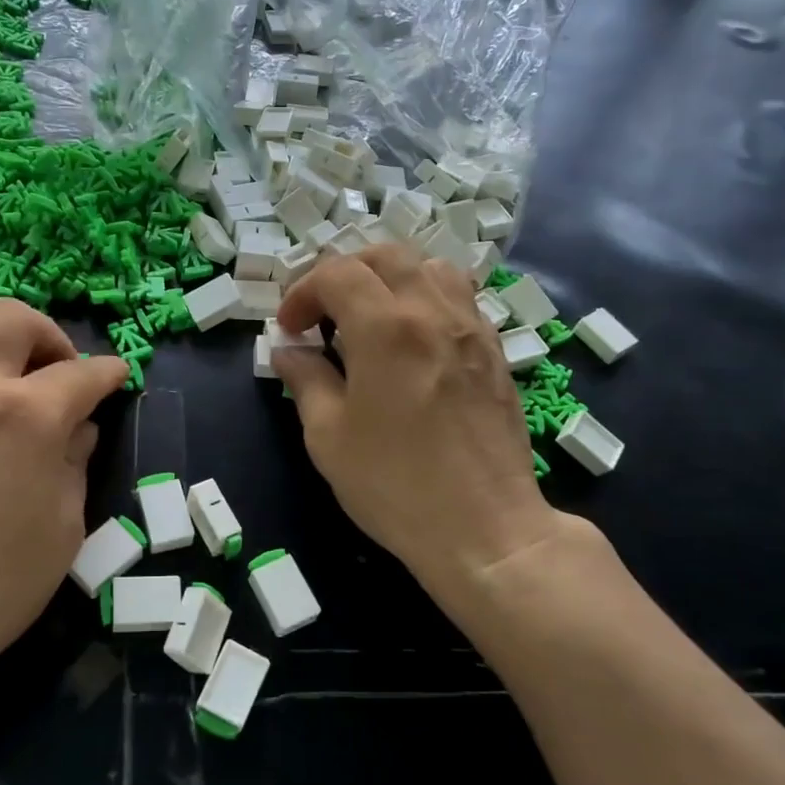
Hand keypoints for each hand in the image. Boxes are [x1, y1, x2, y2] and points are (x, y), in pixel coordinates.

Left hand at [0, 299, 128, 718]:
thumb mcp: (62, 529)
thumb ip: (74, 463)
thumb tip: (77, 429)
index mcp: (27, 415)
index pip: (81, 371)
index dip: (109, 372)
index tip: (118, 378)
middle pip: (12, 318)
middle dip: (49, 337)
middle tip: (60, 377)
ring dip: (0, 352)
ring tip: (13, 398)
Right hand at [273, 246, 572, 601]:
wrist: (484, 528)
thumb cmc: (394, 484)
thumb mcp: (328, 436)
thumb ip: (305, 380)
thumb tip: (288, 351)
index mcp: (385, 327)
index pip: (336, 273)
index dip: (302, 292)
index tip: (289, 329)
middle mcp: (432, 312)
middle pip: (385, 255)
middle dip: (343, 273)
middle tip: (323, 312)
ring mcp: (471, 328)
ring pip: (431, 267)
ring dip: (391, 277)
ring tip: (372, 316)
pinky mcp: (495, 352)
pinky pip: (460, 298)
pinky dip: (427, 298)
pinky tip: (415, 339)